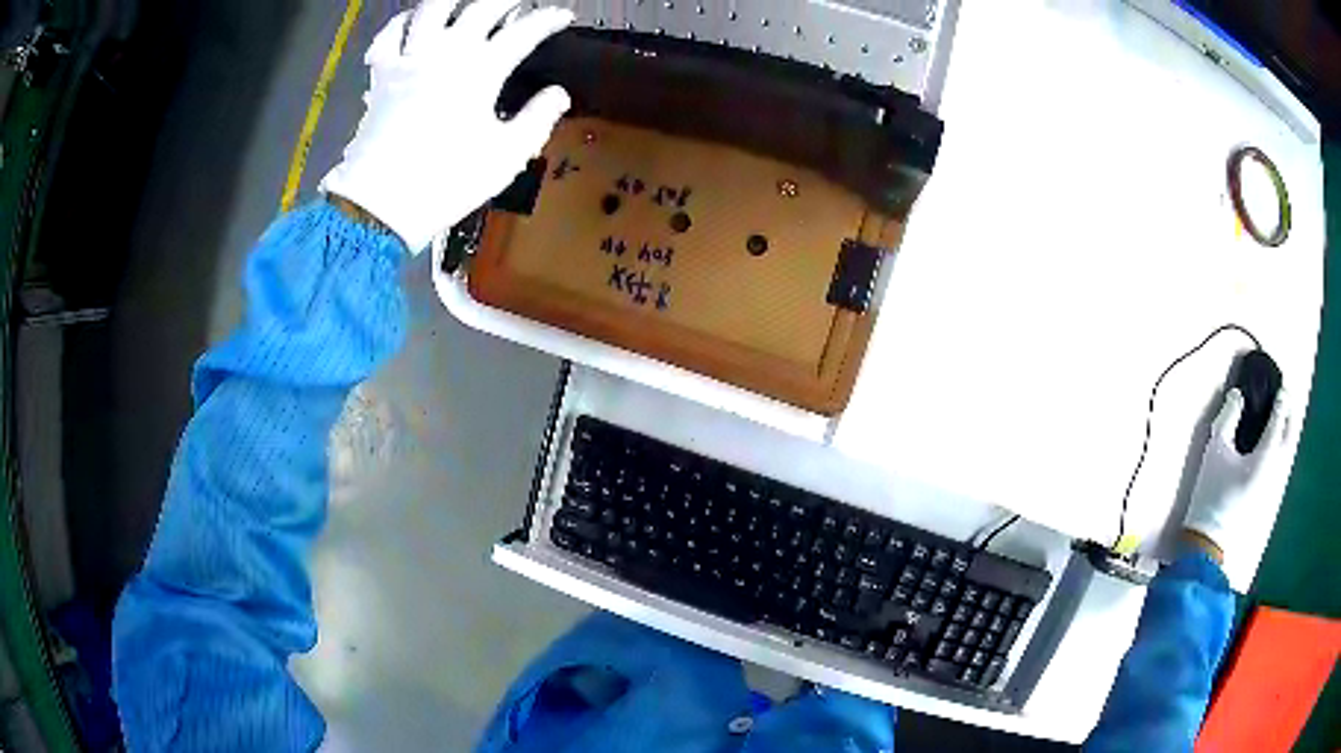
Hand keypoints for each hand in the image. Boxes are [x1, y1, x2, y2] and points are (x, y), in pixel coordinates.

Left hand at [321, 0, 574, 252]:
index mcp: (482, 70)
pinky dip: (400, 23)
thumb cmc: (446, 181)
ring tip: (465, 2)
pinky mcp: (381, 75)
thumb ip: (537, 119)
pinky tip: (411, 22)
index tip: (562, 17)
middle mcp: (446, 52)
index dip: (547, 20)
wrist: (381, 204)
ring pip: (431, 7)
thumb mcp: (506, 156)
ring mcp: (409, 59)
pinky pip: (388, 36)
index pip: (524, 31)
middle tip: (518, 4)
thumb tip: (558, 95)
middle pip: (481, 6)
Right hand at [1183, 388, 1289, 566]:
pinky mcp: (1269, 496)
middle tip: (1283, 400)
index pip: (1280, 417)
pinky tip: (1272, 447)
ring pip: (1287, 450)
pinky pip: (1281, 464)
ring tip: (1279, 420)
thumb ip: (1228, 417)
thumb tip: (1238, 395)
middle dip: (1289, 414)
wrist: (1210, 540)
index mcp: (1266, 454)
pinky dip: (1281, 448)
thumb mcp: (1215, 450)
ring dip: (1286, 432)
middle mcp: (1276, 468)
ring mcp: (1274, 485)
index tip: (1281, 385)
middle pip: (1290, 434)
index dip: (1282, 398)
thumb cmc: (1212, 493)